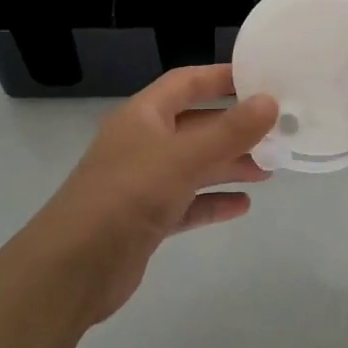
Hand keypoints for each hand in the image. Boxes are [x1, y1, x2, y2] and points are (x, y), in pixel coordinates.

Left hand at [27, 65, 276, 324]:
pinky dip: (213, 201)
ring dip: (228, 165)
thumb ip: (229, 131)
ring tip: (270, 169)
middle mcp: (142, 143)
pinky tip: (242, 206)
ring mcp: (142, 183)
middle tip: (276, 132)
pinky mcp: (146, 219)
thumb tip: (270, 101)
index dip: (220, 77)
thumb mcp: (182, 158)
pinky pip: (187, 203)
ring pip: (194, 165)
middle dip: (233, 129)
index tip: (260, 78)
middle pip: (195, 125)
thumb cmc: (126, 196)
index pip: (186, 83)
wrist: (72, 270)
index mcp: (143, 115)